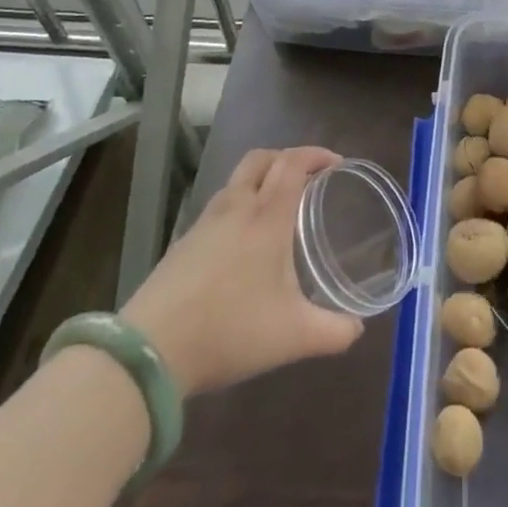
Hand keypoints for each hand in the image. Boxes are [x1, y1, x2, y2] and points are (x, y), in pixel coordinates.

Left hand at [120, 145, 363, 393]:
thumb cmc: (230, 331)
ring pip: (236, 181)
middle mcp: (236, 209)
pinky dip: (239, 206)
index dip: (316, 155)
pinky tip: (243, 242)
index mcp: (267, 217)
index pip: (293, 163)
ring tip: (278, 207)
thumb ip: (333, 332)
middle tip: (308, 177)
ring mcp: (204, 224)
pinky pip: (218, 207)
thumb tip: (358, 329)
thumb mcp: (293, 337)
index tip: (336, 162)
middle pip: (261, 159)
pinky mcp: (182, 244)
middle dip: (287, 157)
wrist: (149, 351)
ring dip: (261, 180)